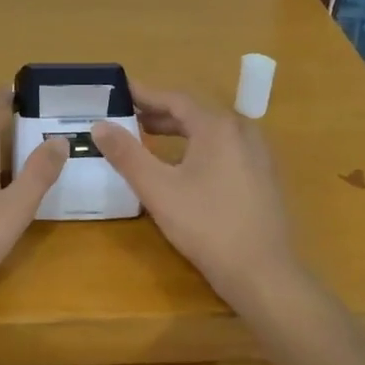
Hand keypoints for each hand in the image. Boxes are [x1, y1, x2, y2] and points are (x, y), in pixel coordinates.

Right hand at [91, 83, 302, 306]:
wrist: (263, 272)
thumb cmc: (207, 226)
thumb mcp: (158, 190)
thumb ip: (127, 155)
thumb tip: (99, 125)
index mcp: (218, 126)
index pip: (176, 98)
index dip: (145, 94)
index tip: (121, 91)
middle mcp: (242, 131)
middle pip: (196, 112)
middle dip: (161, 113)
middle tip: (129, 117)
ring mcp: (258, 154)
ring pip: (213, 131)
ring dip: (181, 130)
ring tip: (151, 138)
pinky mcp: (264, 176)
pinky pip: (227, 148)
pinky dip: (200, 146)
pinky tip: (186, 166)